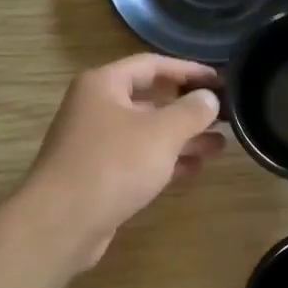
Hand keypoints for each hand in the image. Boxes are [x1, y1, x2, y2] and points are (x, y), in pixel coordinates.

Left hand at [23, 53, 224, 267]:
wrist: (61, 222)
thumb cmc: (112, 165)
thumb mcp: (161, 133)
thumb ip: (191, 111)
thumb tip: (210, 98)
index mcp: (104, 85)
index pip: (152, 65)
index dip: (189, 70)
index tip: (221, 81)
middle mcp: (96, 109)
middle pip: (150, 100)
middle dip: (188, 109)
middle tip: (226, 117)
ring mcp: (96, 144)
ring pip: (147, 134)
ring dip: (182, 138)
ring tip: (221, 146)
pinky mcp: (99, 176)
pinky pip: (139, 160)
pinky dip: (166, 162)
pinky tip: (196, 168)